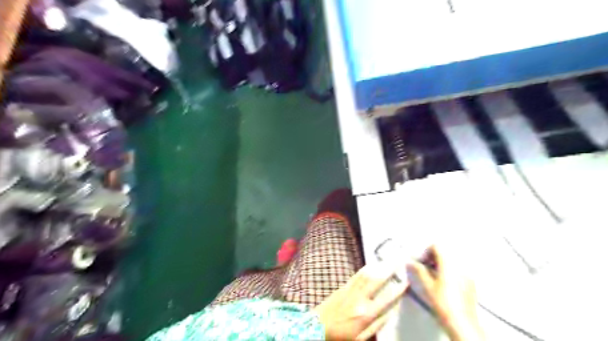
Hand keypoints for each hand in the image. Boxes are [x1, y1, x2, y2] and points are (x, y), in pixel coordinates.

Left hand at [313, 265, 407, 339]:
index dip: (398, 289)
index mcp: (366, 314)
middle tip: (399, 260)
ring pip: (366, 275)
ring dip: (378, 266)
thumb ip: (378, 324)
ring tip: (388, 259)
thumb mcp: (362, 337)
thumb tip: (392, 312)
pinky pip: (356, 275)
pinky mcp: (342, 287)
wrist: (317, 327)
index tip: (407, 281)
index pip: (387, 299)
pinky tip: (370, 264)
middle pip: (377, 281)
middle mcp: (360, 299)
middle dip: (389, 270)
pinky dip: (365, 269)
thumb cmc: (342, 335)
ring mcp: (350, 291)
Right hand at [405, 245, 487, 340]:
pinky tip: (444, 284)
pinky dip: (450, 272)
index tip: (421, 261)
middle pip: (445, 253)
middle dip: (433, 258)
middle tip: (425, 267)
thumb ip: (418, 271)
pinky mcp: (471, 283)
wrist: (461, 323)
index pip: (437, 246)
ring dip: (441, 264)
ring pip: (452, 261)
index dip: (426, 251)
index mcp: (448, 263)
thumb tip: (411, 263)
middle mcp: (460, 266)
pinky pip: (458, 270)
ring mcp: (467, 274)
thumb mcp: (427, 286)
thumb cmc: (443, 303)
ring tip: (433, 276)